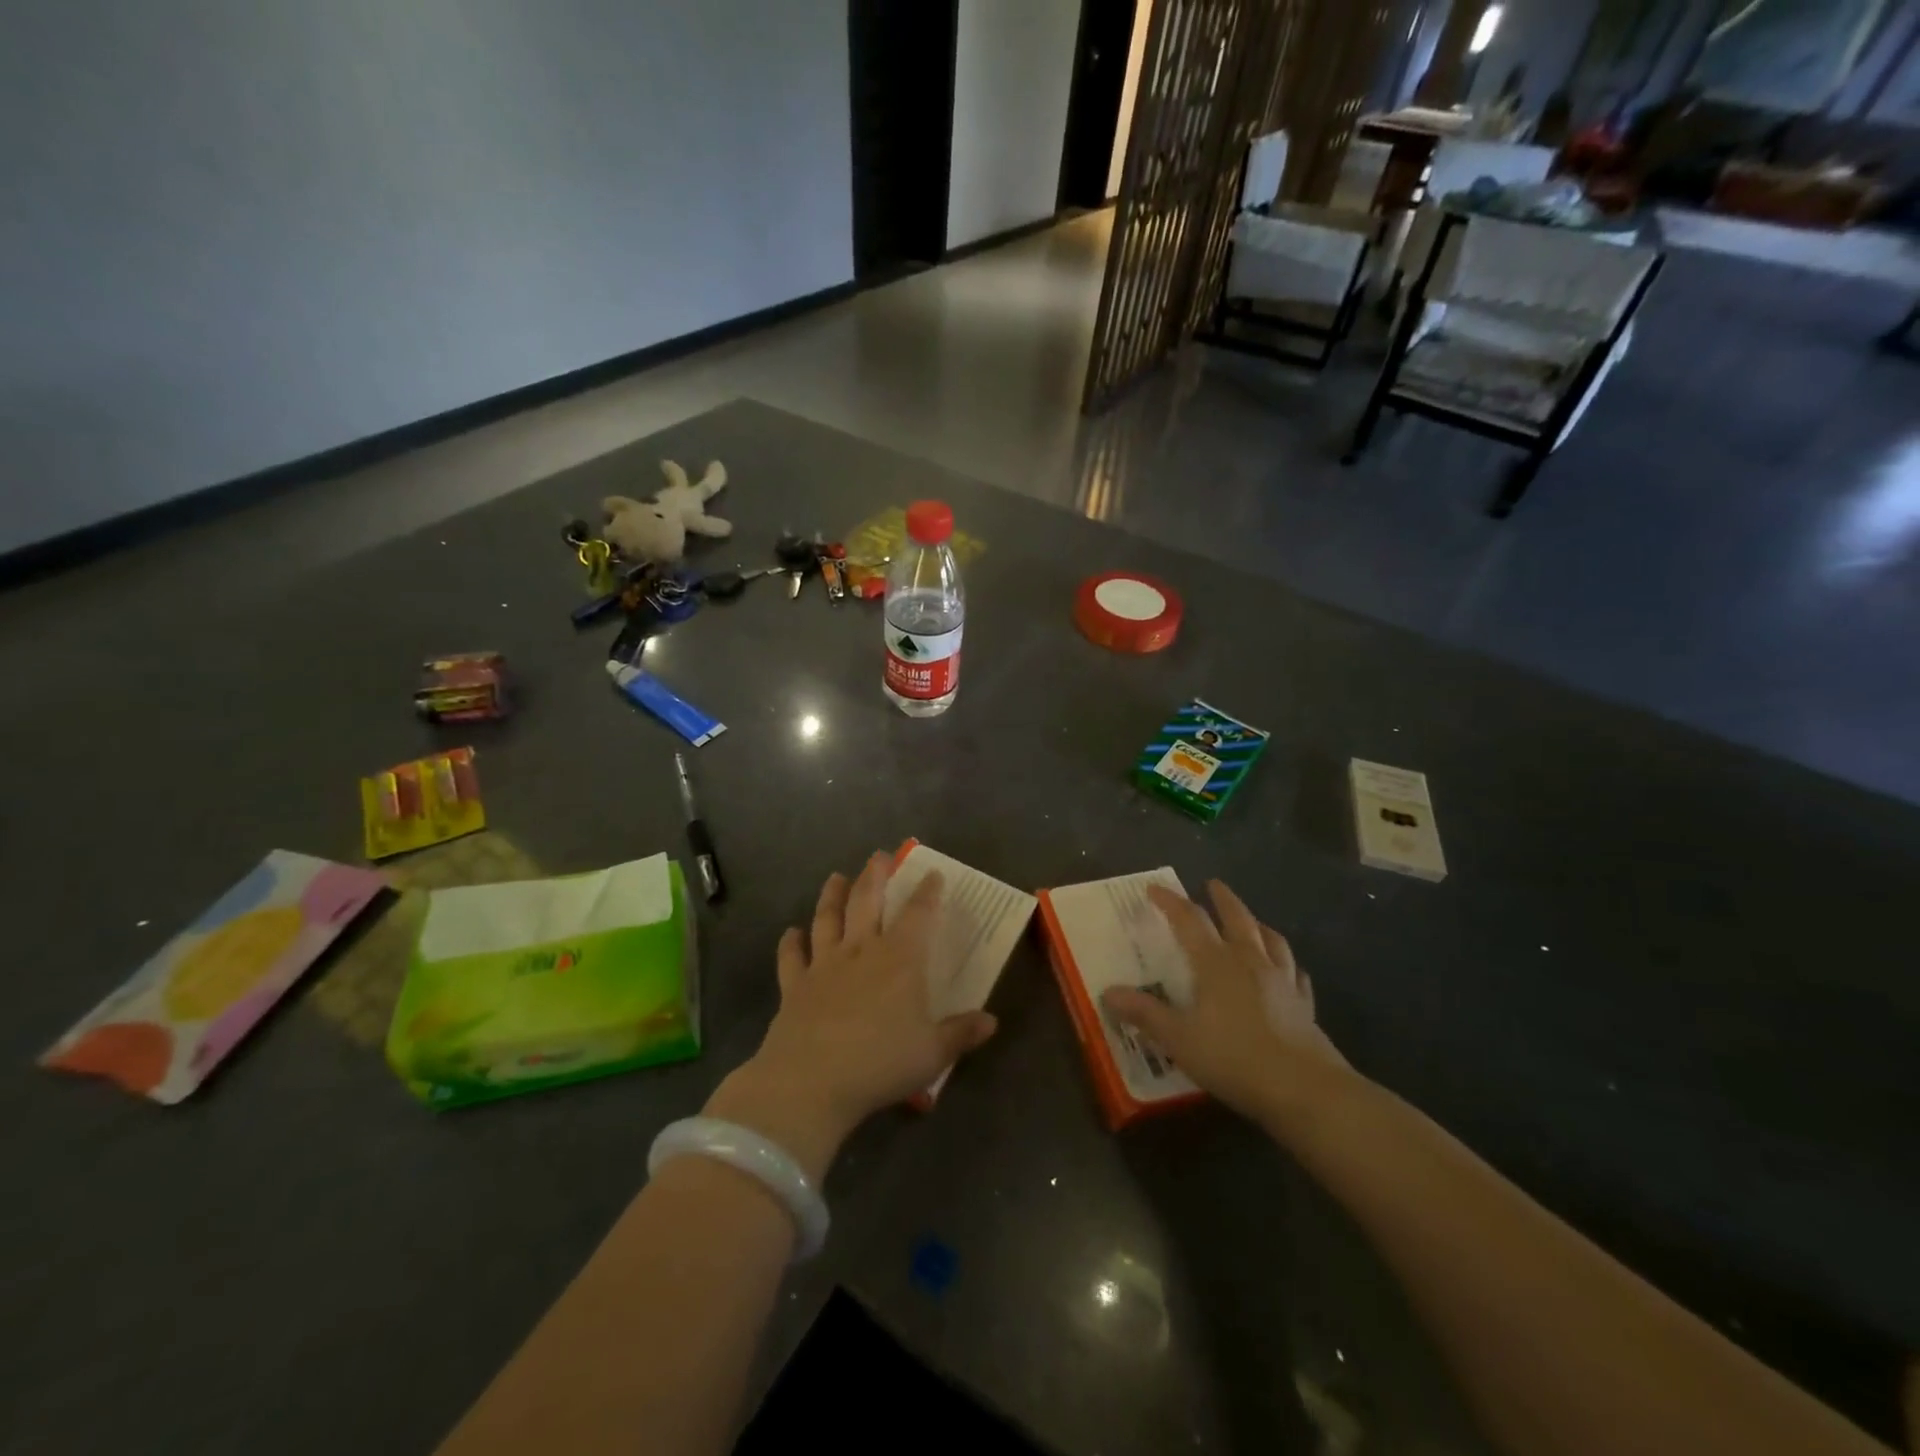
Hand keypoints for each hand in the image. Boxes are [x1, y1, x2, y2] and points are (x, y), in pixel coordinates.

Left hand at [704, 853, 997, 1181]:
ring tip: (836, 877)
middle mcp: (861, 951)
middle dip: (875, 876)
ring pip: (827, 919)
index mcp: (900, 960)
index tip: (932, 873)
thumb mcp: (932, 1053)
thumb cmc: (880, 1063)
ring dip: (832, 896)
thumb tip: (991, 1021)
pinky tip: (790, 932)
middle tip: (878, 855)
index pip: (918, 914)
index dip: (927, 892)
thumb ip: (961, 1033)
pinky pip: (791, 958)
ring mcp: (824, 966)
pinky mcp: (794, 987)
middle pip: (866, 902)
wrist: (810, 1082)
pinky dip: (790, 943)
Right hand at [1102, 881, 1351, 1123]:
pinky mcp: (1304, 1006)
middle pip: (1237, 919)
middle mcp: (1250, 962)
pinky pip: (1296, 975)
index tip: (1155, 889)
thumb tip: (1108, 993)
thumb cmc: (1234, 1058)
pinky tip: (1289, 971)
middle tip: (1213, 884)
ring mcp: (1283, 982)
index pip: (1190, 920)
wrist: (1304, 1089)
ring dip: (1258, 925)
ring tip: (1252, 920)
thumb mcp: (1178, 1039)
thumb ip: (1144, 1014)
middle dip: (1223, 899)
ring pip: (1271, 940)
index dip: (1171, 902)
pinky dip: (1288, 966)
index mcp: (1216, 963)